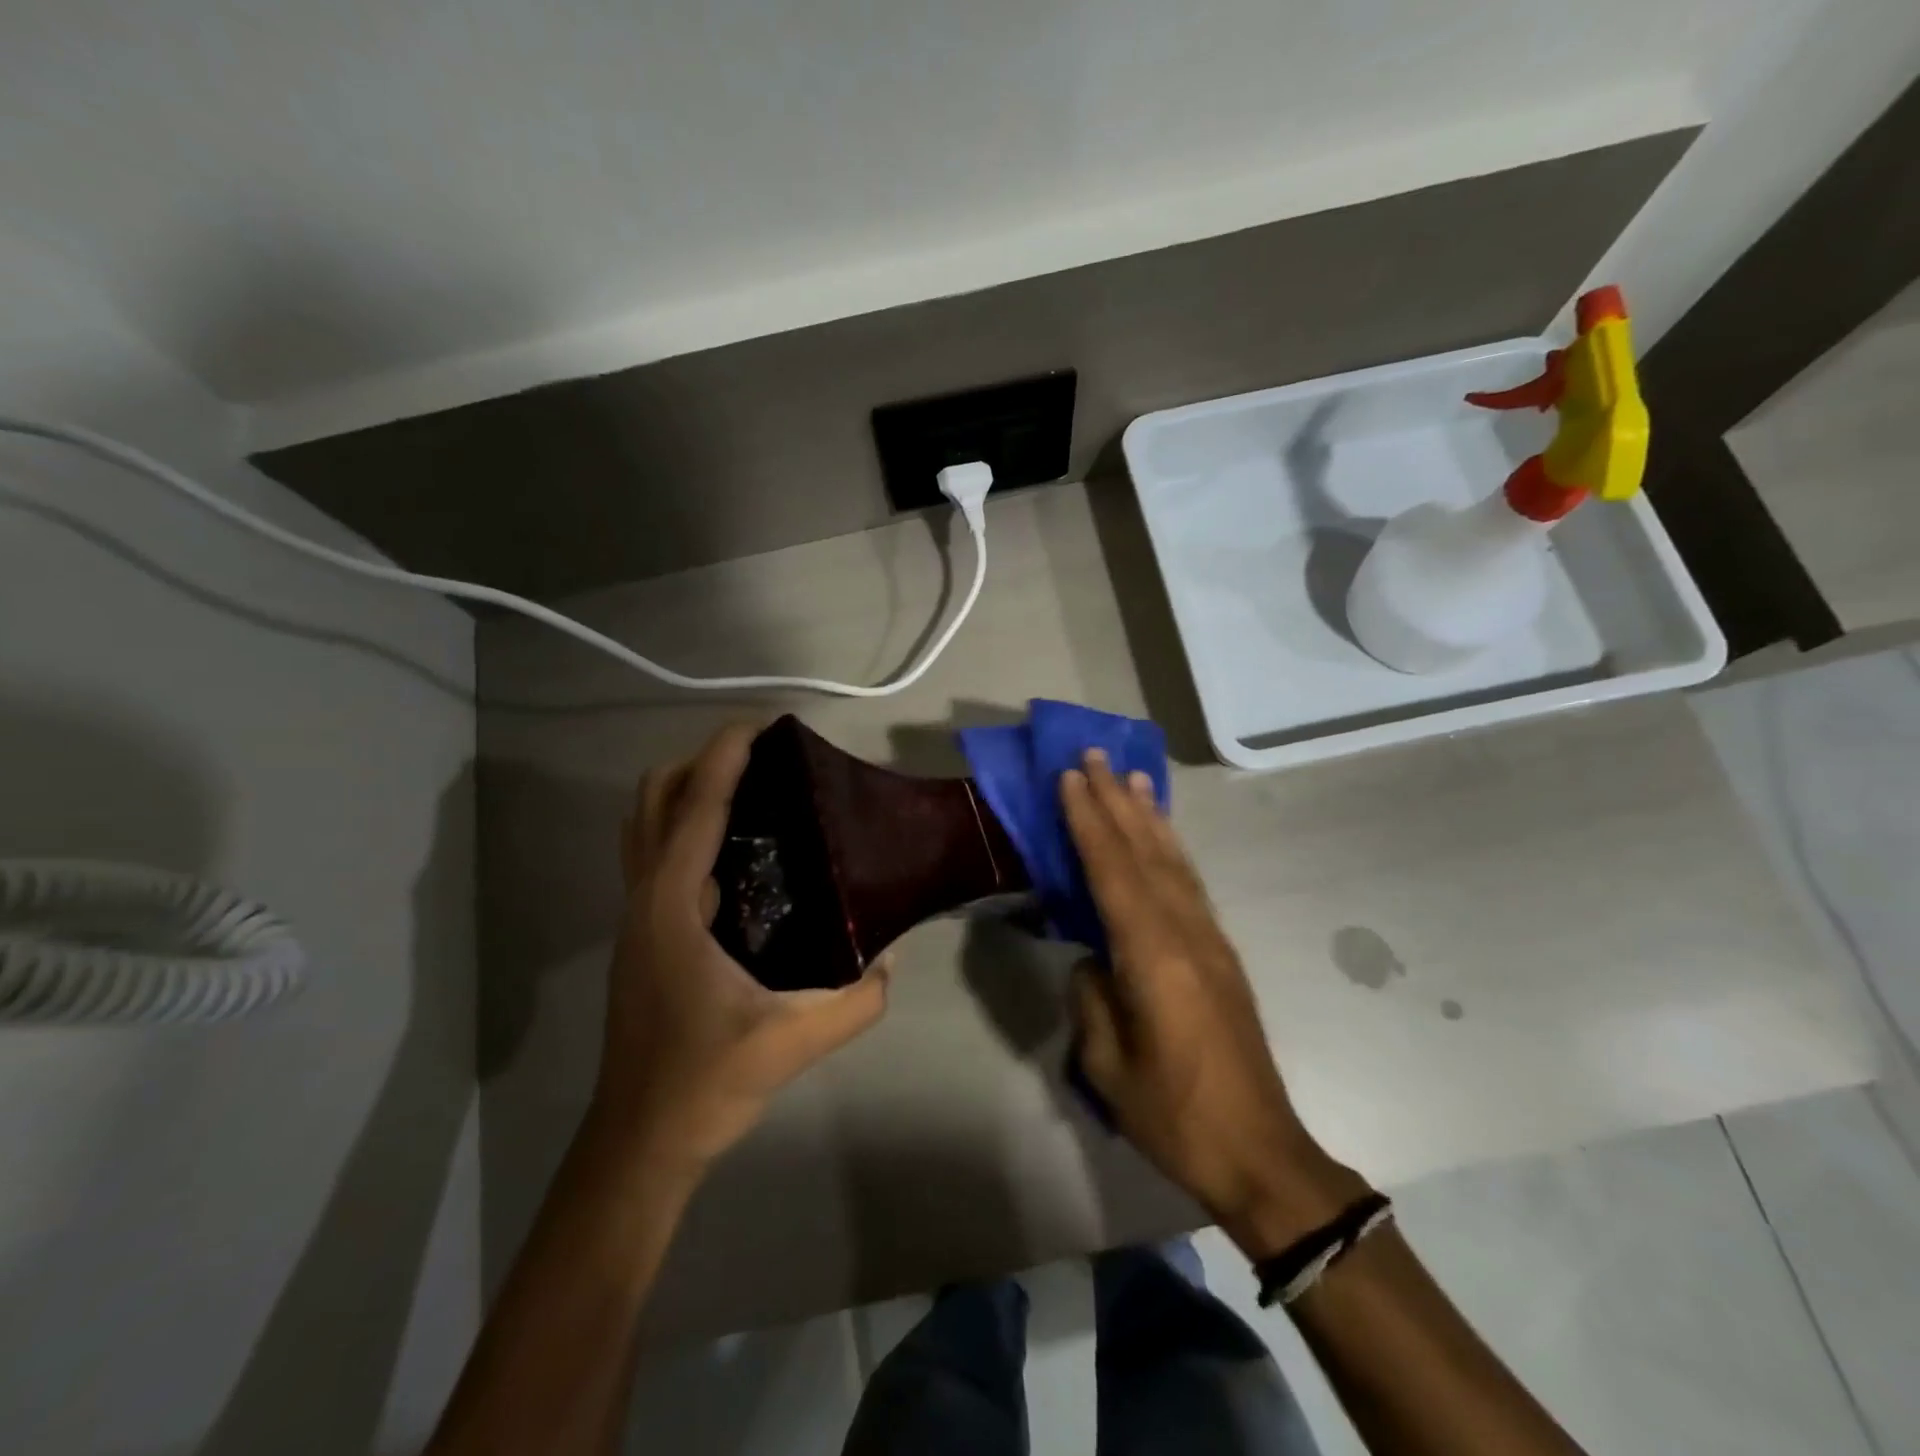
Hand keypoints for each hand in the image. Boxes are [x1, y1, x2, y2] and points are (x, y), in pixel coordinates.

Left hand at [593, 723, 890, 1172]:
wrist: (640, 1139)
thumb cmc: (705, 1081)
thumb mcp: (792, 1042)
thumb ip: (856, 1001)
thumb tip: (891, 960)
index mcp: (672, 906)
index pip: (695, 807)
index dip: (724, 756)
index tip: (760, 725)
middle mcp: (645, 898)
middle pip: (654, 799)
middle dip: (699, 763)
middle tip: (760, 761)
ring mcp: (636, 916)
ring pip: (645, 825)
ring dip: (686, 792)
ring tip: (748, 792)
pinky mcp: (642, 934)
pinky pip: (656, 856)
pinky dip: (685, 829)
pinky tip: (735, 854)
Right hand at [1061, 751, 1367, 1257]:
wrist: (1260, 1153)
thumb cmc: (1175, 1114)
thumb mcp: (1108, 1064)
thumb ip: (1092, 998)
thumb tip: (1091, 959)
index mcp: (1154, 956)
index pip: (1112, 870)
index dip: (1089, 820)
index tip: (1070, 777)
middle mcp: (1186, 933)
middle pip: (1145, 852)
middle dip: (1116, 800)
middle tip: (1095, 755)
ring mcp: (1209, 941)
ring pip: (1173, 861)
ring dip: (1149, 815)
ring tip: (1132, 777)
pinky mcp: (1221, 954)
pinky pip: (1189, 884)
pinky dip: (1171, 849)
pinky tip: (1161, 837)